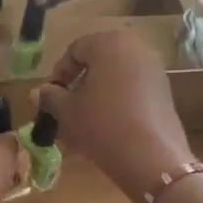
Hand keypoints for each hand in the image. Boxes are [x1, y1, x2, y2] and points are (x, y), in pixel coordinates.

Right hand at [34, 31, 191, 202]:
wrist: (152, 158)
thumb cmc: (103, 125)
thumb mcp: (68, 111)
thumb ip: (50, 97)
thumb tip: (38, 92)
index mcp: (109, 43)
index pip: (75, 50)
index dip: (59, 73)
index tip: (50, 98)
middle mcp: (136, 48)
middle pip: (98, 62)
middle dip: (79, 85)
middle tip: (66, 109)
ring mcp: (154, 70)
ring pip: (115, 78)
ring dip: (96, 96)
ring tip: (83, 123)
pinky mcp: (165, 92)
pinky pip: (132, 91)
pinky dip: (116, 103)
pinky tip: (106, 127)